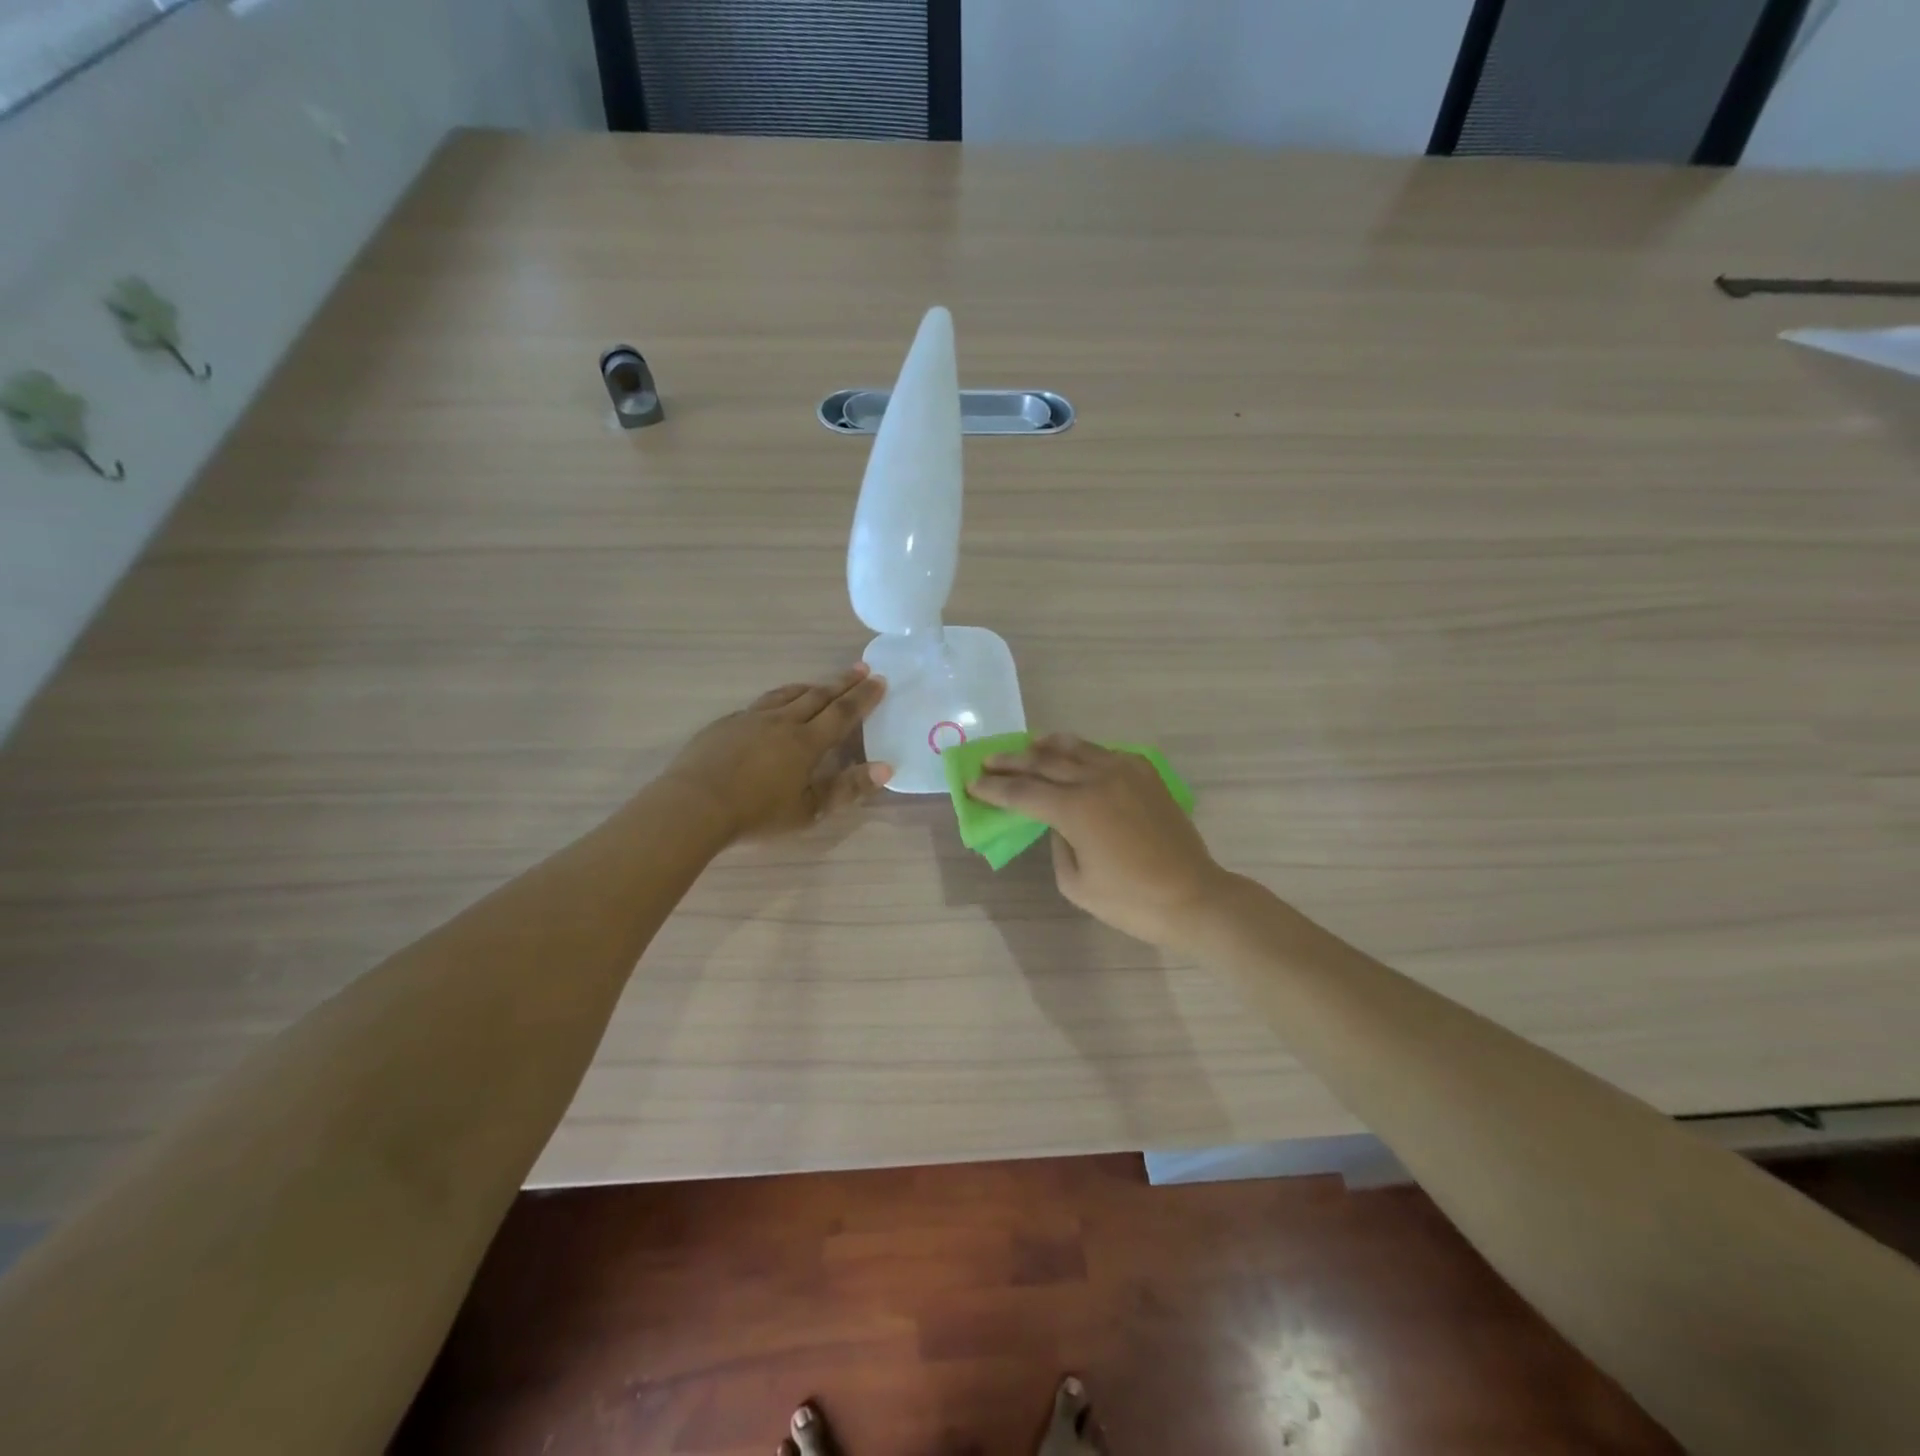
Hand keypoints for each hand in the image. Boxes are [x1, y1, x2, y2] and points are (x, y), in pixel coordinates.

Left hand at [664, 665, 891, 840]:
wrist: (694, 806)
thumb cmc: (757, 814)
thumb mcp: (809, 810)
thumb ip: (847, 788)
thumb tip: (886, 767)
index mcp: (806, 742)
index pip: (843, 713)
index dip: (863, 697)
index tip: (879, 681)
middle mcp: (782, 722)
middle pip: (818, 696)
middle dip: (842, 683)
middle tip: (861, 669)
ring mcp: (750, 719)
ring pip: (786, 695)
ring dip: (809, 687)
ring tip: (820, 684)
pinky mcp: (725, 724)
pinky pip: (759, 704)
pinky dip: (778, 699)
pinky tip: (773, 707)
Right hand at [968, 734, 1227, 948]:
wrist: (1194, 897)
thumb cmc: (1131, 901)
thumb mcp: (1076, 883)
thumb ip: (1057, 844)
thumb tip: (1057, 821)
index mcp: (1075, 809)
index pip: (1022, 792)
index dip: (994, 789)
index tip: (972, 785)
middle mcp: (1096, 779)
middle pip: (1043, 762)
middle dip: (1011, 762)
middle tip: (988, 761)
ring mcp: (1125, 771)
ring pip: (1076, 748)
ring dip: (1046, 746)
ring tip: (1027, 746)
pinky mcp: (1146, 774)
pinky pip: (1105, 752)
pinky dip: (1082, 751)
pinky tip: (1074, 754)